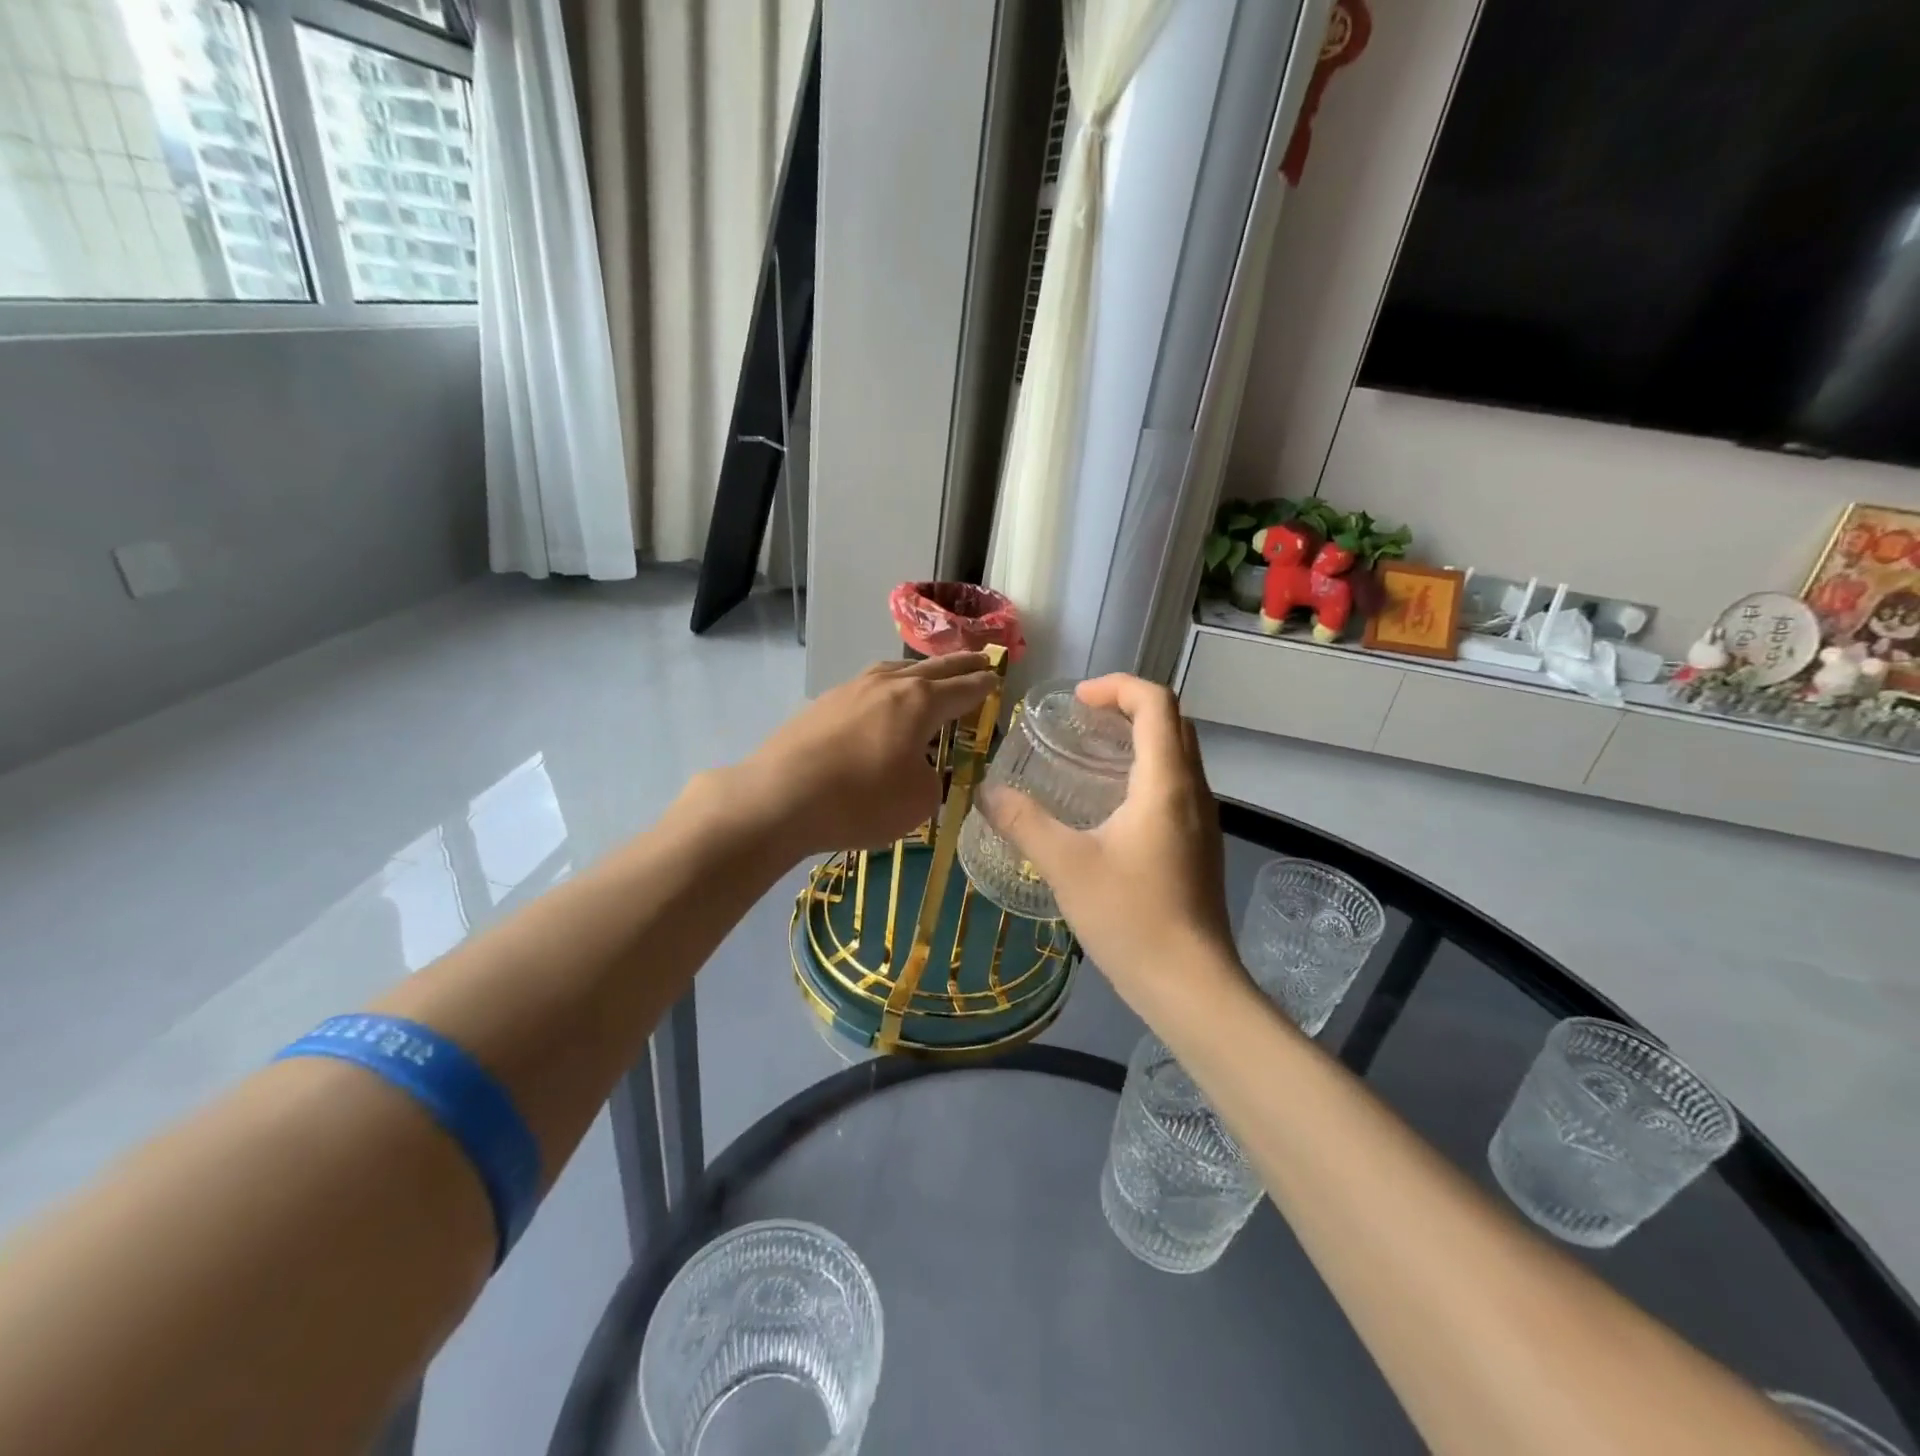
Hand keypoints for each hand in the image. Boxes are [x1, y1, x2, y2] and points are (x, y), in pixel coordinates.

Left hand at [731, 654, 999, 855]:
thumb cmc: (859, 800)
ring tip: (932, 675)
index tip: (998, 677)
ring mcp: (852, 688)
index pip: (964, 688)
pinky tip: (883, 701)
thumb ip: (932, 779)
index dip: (984, 685)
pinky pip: (870, 686)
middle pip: (934, 668)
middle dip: (961, 665)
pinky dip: (889, 688)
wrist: (778, 797)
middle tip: (981, 658)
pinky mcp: (824, 702)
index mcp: (920, 702)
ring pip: (897, 670)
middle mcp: (888, 684)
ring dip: (921, 671)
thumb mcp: (917, 801)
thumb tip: (920, 767)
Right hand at [981, 675, 1239, 1012]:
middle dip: (1127, 707)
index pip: (1156, 702)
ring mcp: (1203, 819)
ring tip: (1090, 756)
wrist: (1191, 985)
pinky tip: (1110, 806)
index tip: (1076, 701)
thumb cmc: (1131, 917)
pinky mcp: (1201, 845)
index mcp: (1166, 782)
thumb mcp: (1066, 865)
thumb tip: (987, 794)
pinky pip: (1176, 786)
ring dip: (1138, 739)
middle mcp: (1194, 790)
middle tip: (1080, 722)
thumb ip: (1024, 823)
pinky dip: (1146, 772)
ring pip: (1177, 754)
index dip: (1116, 686)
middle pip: (1171, 722)